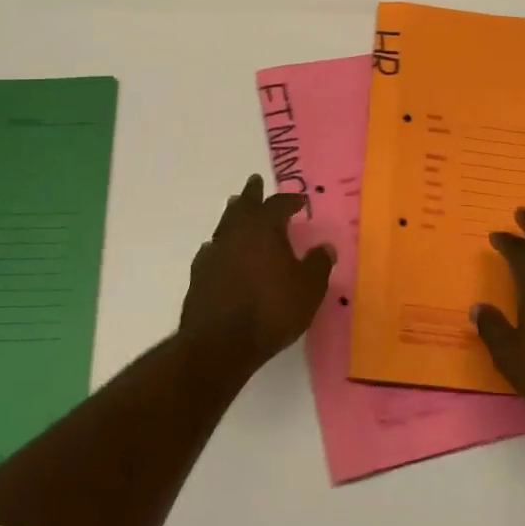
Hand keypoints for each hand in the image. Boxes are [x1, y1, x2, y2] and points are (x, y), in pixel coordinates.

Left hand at [179, 174, 333, 383]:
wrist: (219, 344)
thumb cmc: (271, 311)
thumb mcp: (309, 289)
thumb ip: (319, 264)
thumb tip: (325, 247)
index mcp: (264, 229)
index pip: (278, 205)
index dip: (289, 201)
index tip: (299, 201)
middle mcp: (236, 233)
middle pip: (243, 205)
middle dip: (252, 193)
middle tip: (255, 181)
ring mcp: (214, 253)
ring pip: (225, 224)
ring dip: (233, 214)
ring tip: (236, 208)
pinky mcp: (199, 275)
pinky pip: (212, 250)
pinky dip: (221, 245)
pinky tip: (220, 251)